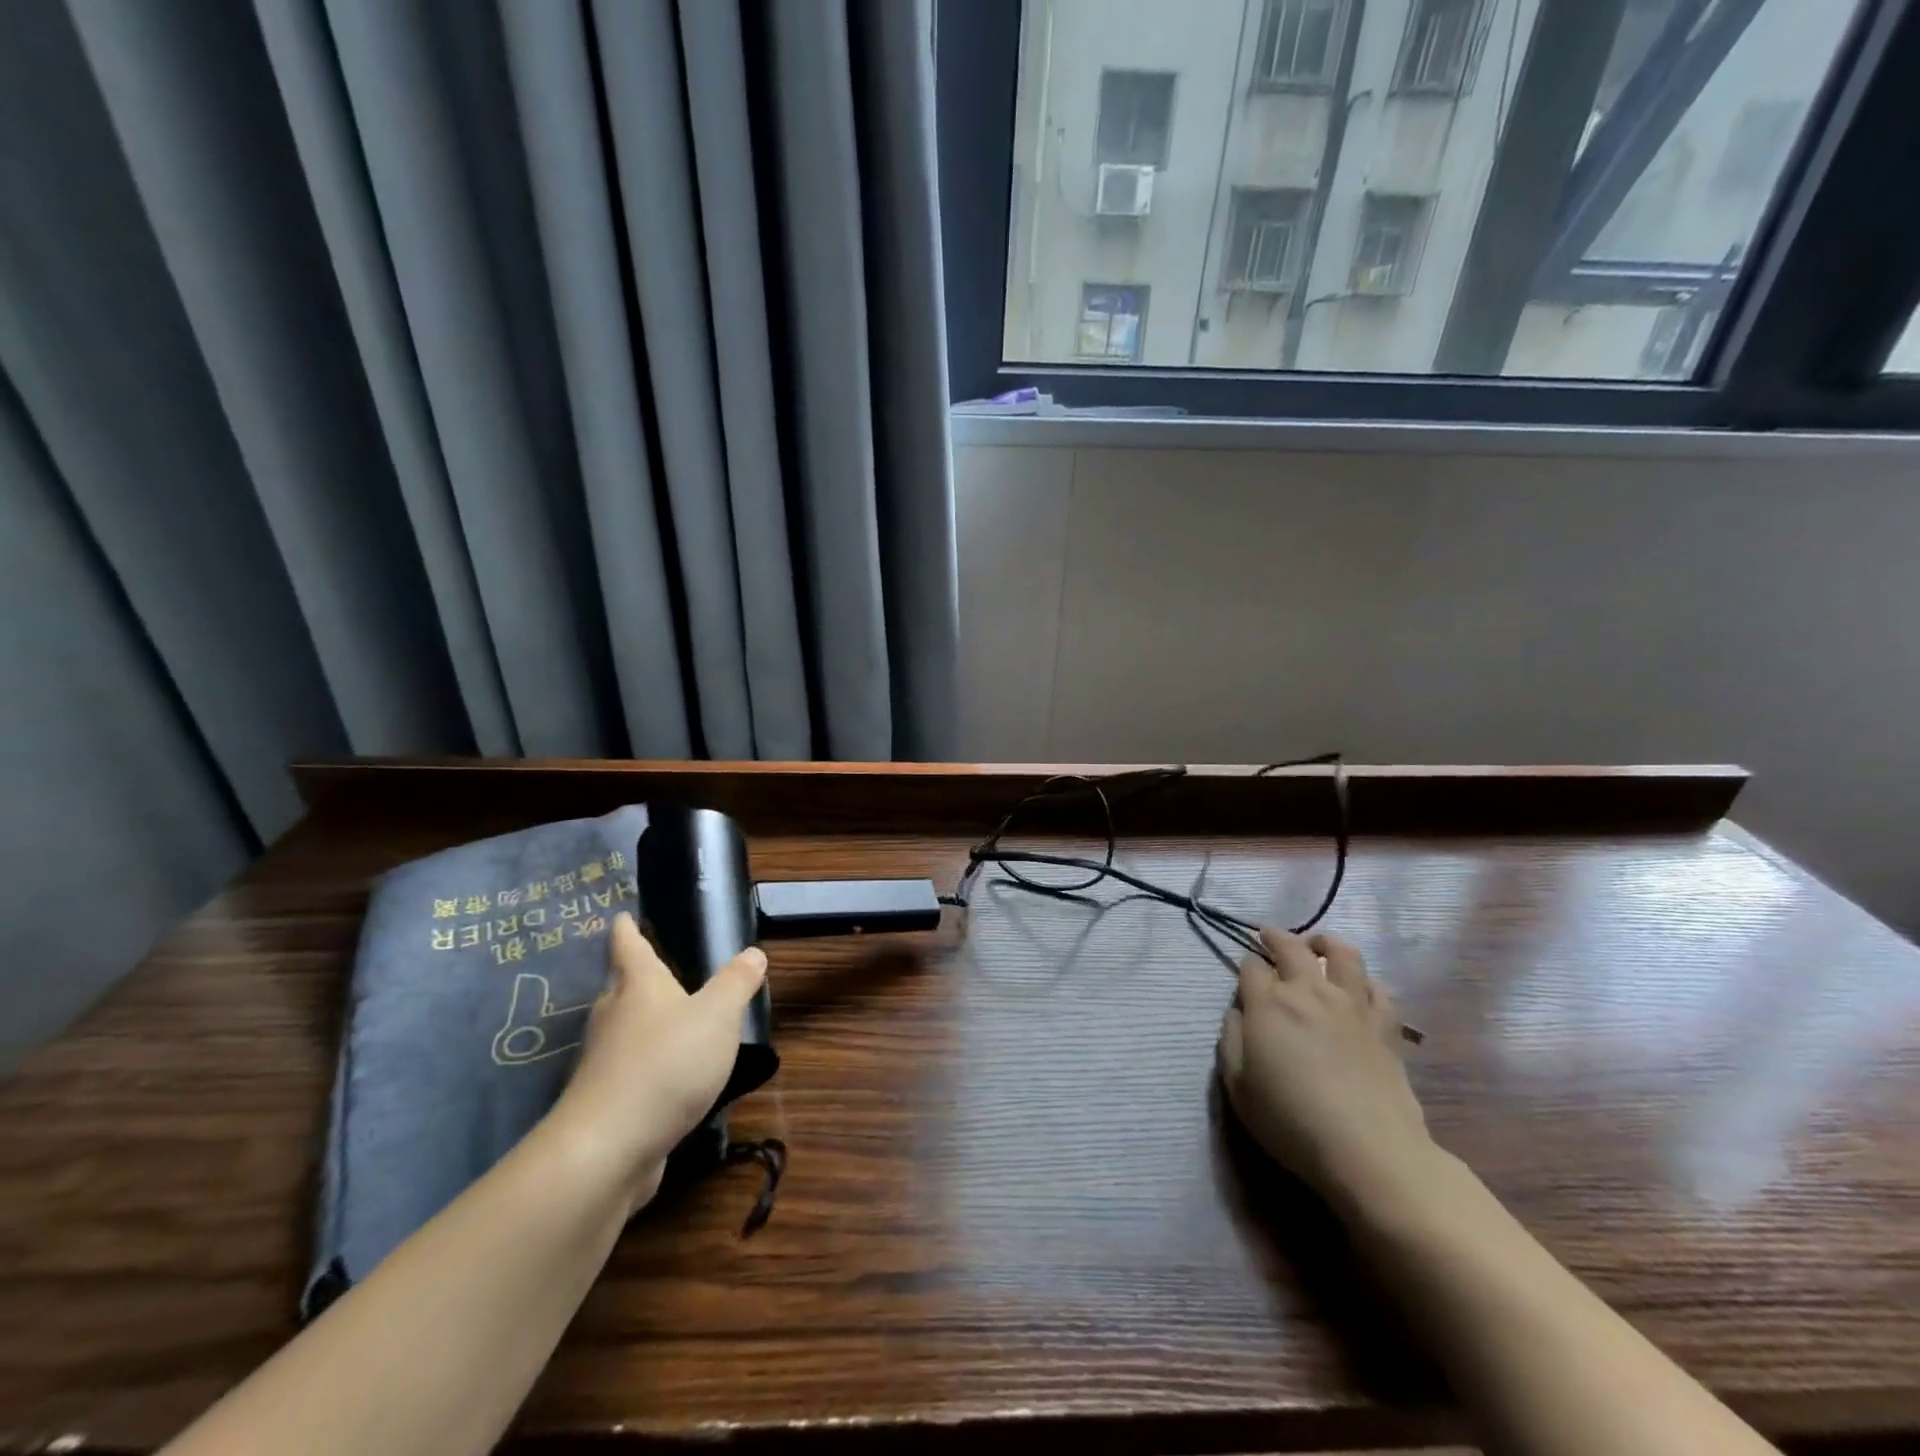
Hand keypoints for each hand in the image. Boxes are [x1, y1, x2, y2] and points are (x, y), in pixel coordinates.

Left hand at [547, 912, 766, 1211]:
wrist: (608, 1149)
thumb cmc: (666, 1064)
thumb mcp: (717, 1016)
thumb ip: (736, 983)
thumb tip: (753, 952)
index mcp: (638, 985)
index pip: (629, 946)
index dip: (626, 929)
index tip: (621, 916)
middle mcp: (614, 1016)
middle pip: (620, 987)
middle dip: (635, 976)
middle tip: (657, 966)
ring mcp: (604, 1061)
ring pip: (622, 1029)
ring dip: (640, 1021)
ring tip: (670, 1019)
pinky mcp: (604, 1102)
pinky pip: (627, 1069)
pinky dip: (645, 1064)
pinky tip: (667, 1076)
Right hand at [1217, 929, 1433, 1212]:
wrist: (1368, 1149)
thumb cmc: (1290, 1120)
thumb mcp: (1237, 1085)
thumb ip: (1231, 1039)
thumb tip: (1239, 1013)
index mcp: (1268, 1004)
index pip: (1251, 967)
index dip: (1245, 968)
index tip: (1244, 979)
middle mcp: (1308, 991)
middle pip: (1291, 947)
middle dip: (1276, 938)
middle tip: (1269, 937)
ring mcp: (1351, 1004)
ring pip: (1342, 953)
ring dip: (1325, 943)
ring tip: (1317, 946)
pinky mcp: (1385, 1024)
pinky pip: (1377, 987)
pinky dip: (1364, 980)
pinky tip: (1358, 987)